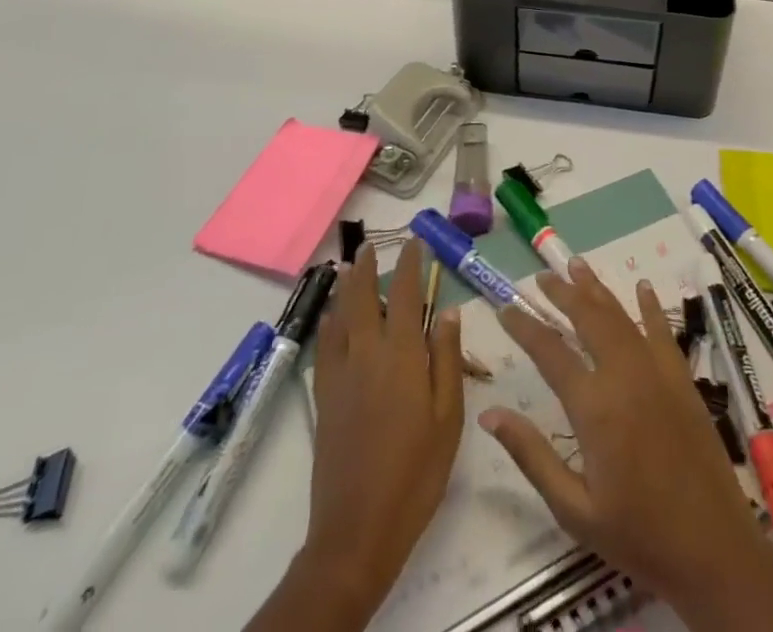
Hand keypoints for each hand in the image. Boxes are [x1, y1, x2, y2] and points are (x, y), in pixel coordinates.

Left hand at [297, 241, 462, 619]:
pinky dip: (328, 323)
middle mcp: (367, 354)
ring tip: (348, 268)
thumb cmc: (416, 472)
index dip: (409, 265)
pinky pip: (324, 346)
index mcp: (402, 355)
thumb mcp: (448, 417)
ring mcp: (340, 375)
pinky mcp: (324, 398)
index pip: (404, 295)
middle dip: (367, 268)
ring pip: (340, 317)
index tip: (414, 242)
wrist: (358, 529)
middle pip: (363, 298)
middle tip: (370, 246)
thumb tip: (447, 311)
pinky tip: (331, 319)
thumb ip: (447, 359)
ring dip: (345, 288)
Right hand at [479, 258, 770, 604]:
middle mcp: (624, 375)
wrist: (713, 549)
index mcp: (594, 407)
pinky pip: (662, 331)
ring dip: (597, 289)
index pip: (550, 352)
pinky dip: (649, 307)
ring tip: (577, 265)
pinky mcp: (682, 379)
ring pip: (621, 316)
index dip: (525, 326)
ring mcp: (657, 372)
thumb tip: (490, 415)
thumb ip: (532, 456)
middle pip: (587, 318)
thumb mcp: (574, 509)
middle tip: (541, 276)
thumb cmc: (637, 535)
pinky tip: (642, 288)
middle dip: (562, 293)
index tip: (504, 308)